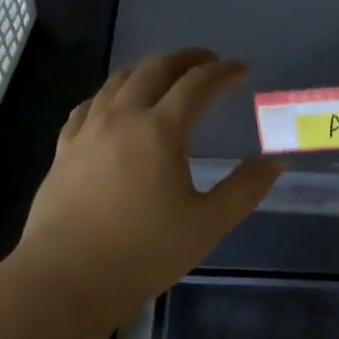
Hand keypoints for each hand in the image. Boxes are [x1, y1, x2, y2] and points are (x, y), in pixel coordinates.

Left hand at [14, 49, 280, 329]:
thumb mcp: (208, 224)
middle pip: (155, 69)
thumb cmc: (144, 253)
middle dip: (186, 59)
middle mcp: (122, 118)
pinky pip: (90, 105)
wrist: (66, 279)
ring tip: (166, 75)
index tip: (242, 69)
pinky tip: (114, 104)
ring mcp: (87, 131)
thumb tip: (275, 162)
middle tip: (208, 61)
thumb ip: (245, 189)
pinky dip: (112, 93)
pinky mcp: (64, 150)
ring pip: (118, 81)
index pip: (197, 85)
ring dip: (148, 69)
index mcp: (160, 131)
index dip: (223, 72)